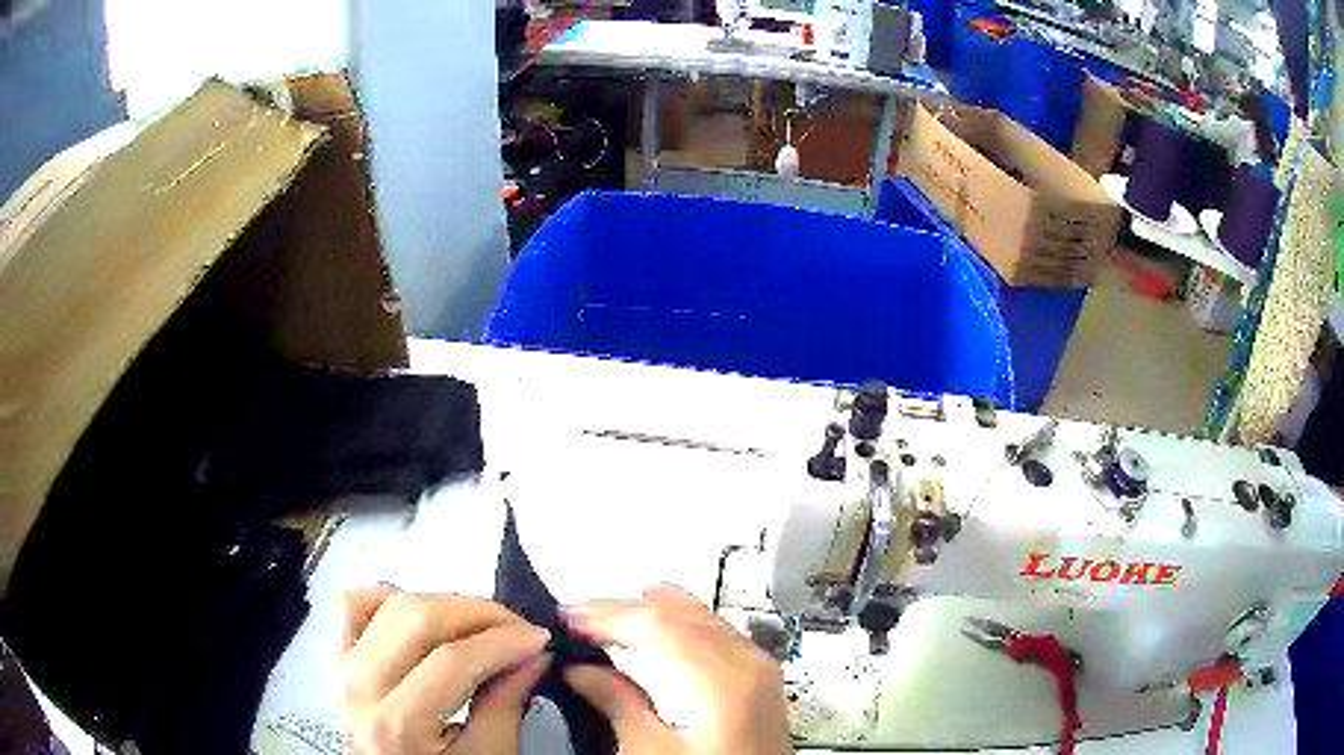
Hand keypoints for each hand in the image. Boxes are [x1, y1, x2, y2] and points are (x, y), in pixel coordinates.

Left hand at [339, 584, 550, 753]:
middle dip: (479, 613)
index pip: (452, 660)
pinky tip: (422, 616)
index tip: (539, 638)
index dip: (502, 641)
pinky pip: (353, 605)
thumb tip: (534, 653)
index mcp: (397, 726)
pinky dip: (388, 597)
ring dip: (445, 603)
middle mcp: (360, 689)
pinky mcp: (335, 657)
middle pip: (418, 619)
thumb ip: (507, 703)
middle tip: (518, 627)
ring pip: (390, 603)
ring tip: (481, 625)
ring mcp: (340, 668)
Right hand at [563, 584, 792, 754]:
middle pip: (680, 613)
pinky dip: (677, 624)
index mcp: (721, 683)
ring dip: (649, 612)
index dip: (607, 614)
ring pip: (699, 616)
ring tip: (606, 617)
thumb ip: (618, 704)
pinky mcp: (759, 678)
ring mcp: (758, 669)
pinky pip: (715, 631)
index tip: (570, 618)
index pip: (656, 624)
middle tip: (580, 614)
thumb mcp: (653, 753)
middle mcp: (747, 665)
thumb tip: (581, 670)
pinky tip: (656, 630)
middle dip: (624, 607)